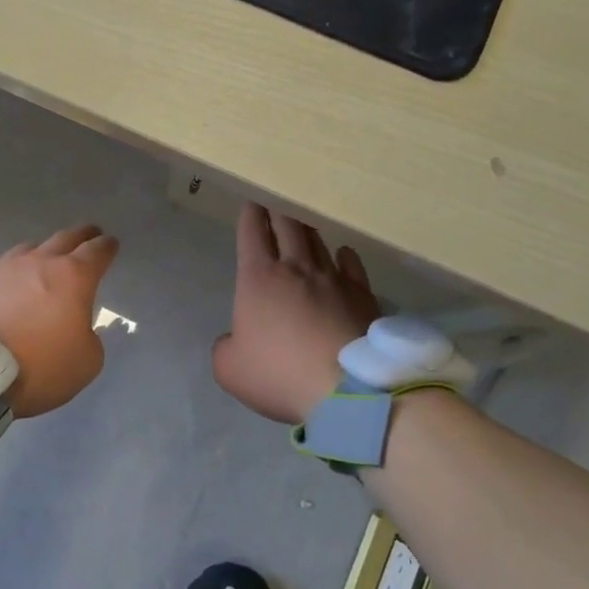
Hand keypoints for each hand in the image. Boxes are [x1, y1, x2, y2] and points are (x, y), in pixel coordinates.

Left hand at [0, 225, 119, 418]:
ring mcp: (4, 268)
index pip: (97, 252)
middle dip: (81, 236)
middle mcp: (39, 262)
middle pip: (65, 238)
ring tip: (46, 259)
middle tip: (89, 234)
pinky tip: (10, 285)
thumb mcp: (86, 362)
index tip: (111, 244)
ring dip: (44, 251)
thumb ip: (89, 337)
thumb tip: (76, 328)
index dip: (107, 247)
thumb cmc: (38, 365)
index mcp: (73, 277)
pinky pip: (2, 268)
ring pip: (30, 248)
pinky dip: (13, 273)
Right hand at [212, 203, 379, 423]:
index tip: (251, 200)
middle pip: (287, 226)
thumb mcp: (230, 369)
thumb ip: (226, 347)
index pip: (252, 233)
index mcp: (258, 278)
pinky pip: (351, 265)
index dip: (250, 214)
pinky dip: (344, 255)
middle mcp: (296, 268)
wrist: (346, 390)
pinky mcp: (363, 296)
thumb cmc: (279, 373)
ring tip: (304, 221)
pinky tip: (343, 252)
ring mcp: (333, 279)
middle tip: (276, 198)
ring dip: (307, 229)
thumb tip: (236, 338)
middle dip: (278, 209)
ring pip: (317, 242)